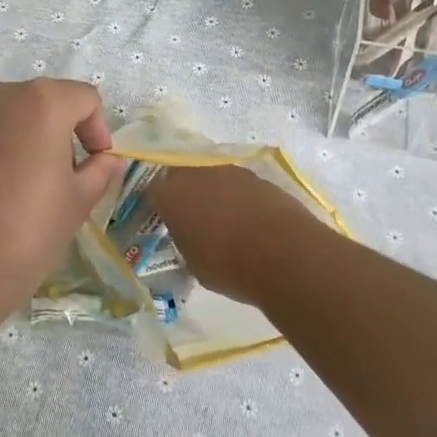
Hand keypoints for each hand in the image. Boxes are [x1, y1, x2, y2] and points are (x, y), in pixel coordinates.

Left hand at [0, 79, 122, 315]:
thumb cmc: (26, 232)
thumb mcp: (77, 203)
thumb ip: (98, 170)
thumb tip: (106, 159)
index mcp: (41, 101)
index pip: (84, 99)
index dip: (97, 131)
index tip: (94, 165)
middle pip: (41, 102)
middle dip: (57, 133)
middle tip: (58, 179)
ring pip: (4, 116)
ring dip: (20, 140)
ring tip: (17, 188)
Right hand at [148, 165, 319, 308]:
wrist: (283, 252)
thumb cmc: (227, 265)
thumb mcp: (194, 263)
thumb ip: (186, 242)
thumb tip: (192, 237)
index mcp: (170, 195)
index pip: (153, 192)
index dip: (158, 206)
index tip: (164, 221)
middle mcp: (195, 174)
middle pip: (181, 174)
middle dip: (184, 191)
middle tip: (191, 215)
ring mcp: (229, 171)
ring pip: (212, 176)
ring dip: (213, 191)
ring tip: (223, 218)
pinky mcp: (257, 176)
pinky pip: (238, 184)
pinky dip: (239, 197)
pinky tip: (248, 219)